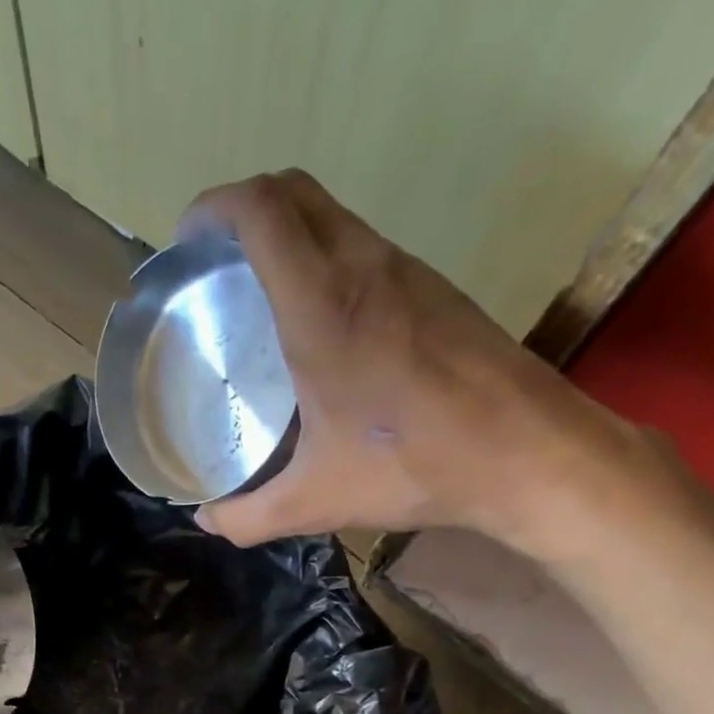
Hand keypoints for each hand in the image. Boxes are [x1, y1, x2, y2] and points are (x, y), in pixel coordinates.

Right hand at [178, 170, 646, 557]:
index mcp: (322, 305)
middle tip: (214, 263)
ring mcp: (406, 272)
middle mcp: (364, 268)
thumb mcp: (314, 501)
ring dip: (288, 233)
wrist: (526, 452)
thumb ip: (247, 516)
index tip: (187, 241)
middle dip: (244, 209)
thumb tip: (207, 520)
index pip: (261, 211)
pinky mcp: (435, 290)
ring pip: (333, 216)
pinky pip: (364, 248)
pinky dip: (325, 259)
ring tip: (258, 293)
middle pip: (294, 193)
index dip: (214, 207)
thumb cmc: (413, 466)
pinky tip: (319, 324)